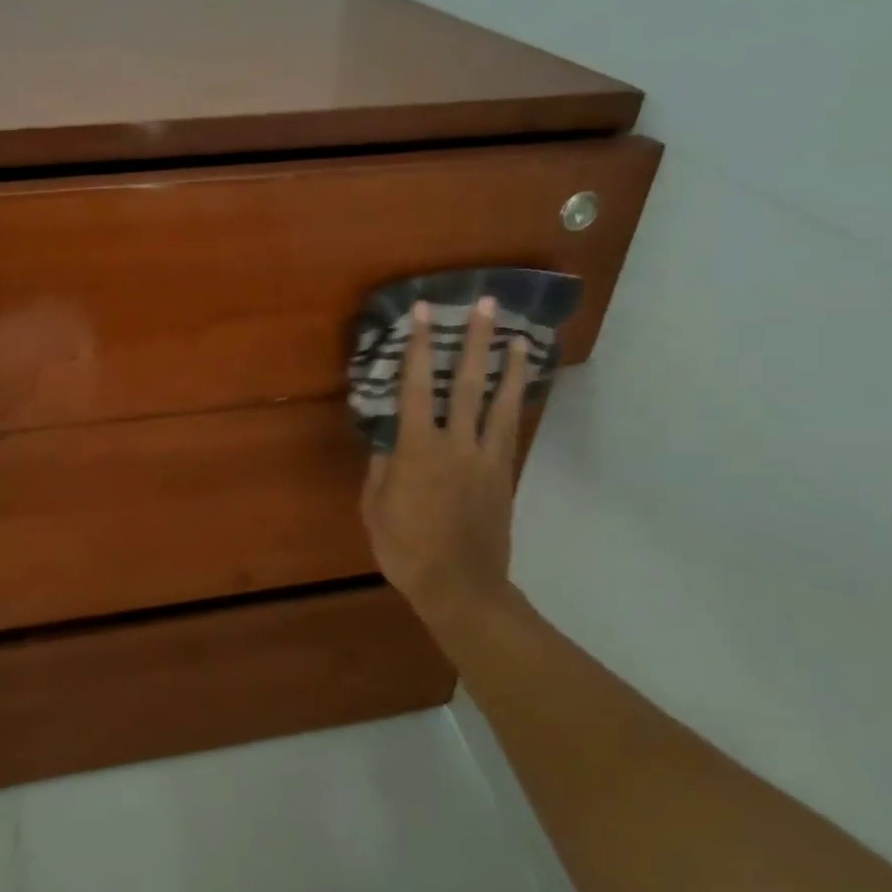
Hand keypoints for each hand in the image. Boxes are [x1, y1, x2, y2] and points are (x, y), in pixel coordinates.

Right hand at [360, 297, 531, 623]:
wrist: (460, 586)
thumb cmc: (406, 548)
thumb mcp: (376, 507)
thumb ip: (382, 468)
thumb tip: (389, 439)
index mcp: (417, 449)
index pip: (414, 386)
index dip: (417, 346)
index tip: (423, 312)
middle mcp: (455, 444)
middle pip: (466, 383)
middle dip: (474, 341)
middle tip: (487, 305)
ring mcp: (485, 458)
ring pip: (499, 403)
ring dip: (507, 367)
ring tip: (516, 337)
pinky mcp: (503, 475)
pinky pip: (508, 430)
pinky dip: (513, 404)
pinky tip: (516, 390)